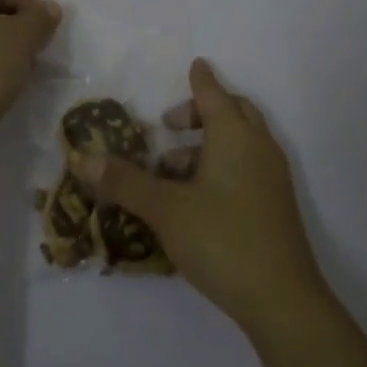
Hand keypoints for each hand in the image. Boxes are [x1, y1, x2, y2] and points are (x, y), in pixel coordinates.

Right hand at [71, 58, 327, 333]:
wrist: (283, 301)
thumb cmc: (222, 240)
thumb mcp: (165, 210)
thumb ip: (125, 182)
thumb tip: (83, 159)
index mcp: (234, 136)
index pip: (214, 94)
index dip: (200, 80)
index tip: (194, 65)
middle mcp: (258, 147)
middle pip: (234, 112)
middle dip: (203, 111)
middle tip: (171, 125)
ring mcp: (272, 177)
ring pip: (241, 142)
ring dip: (208, 144)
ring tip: (171, 171)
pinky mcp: (276, 205)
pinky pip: (248, 166)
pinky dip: (222, 165)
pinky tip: (196, 199)